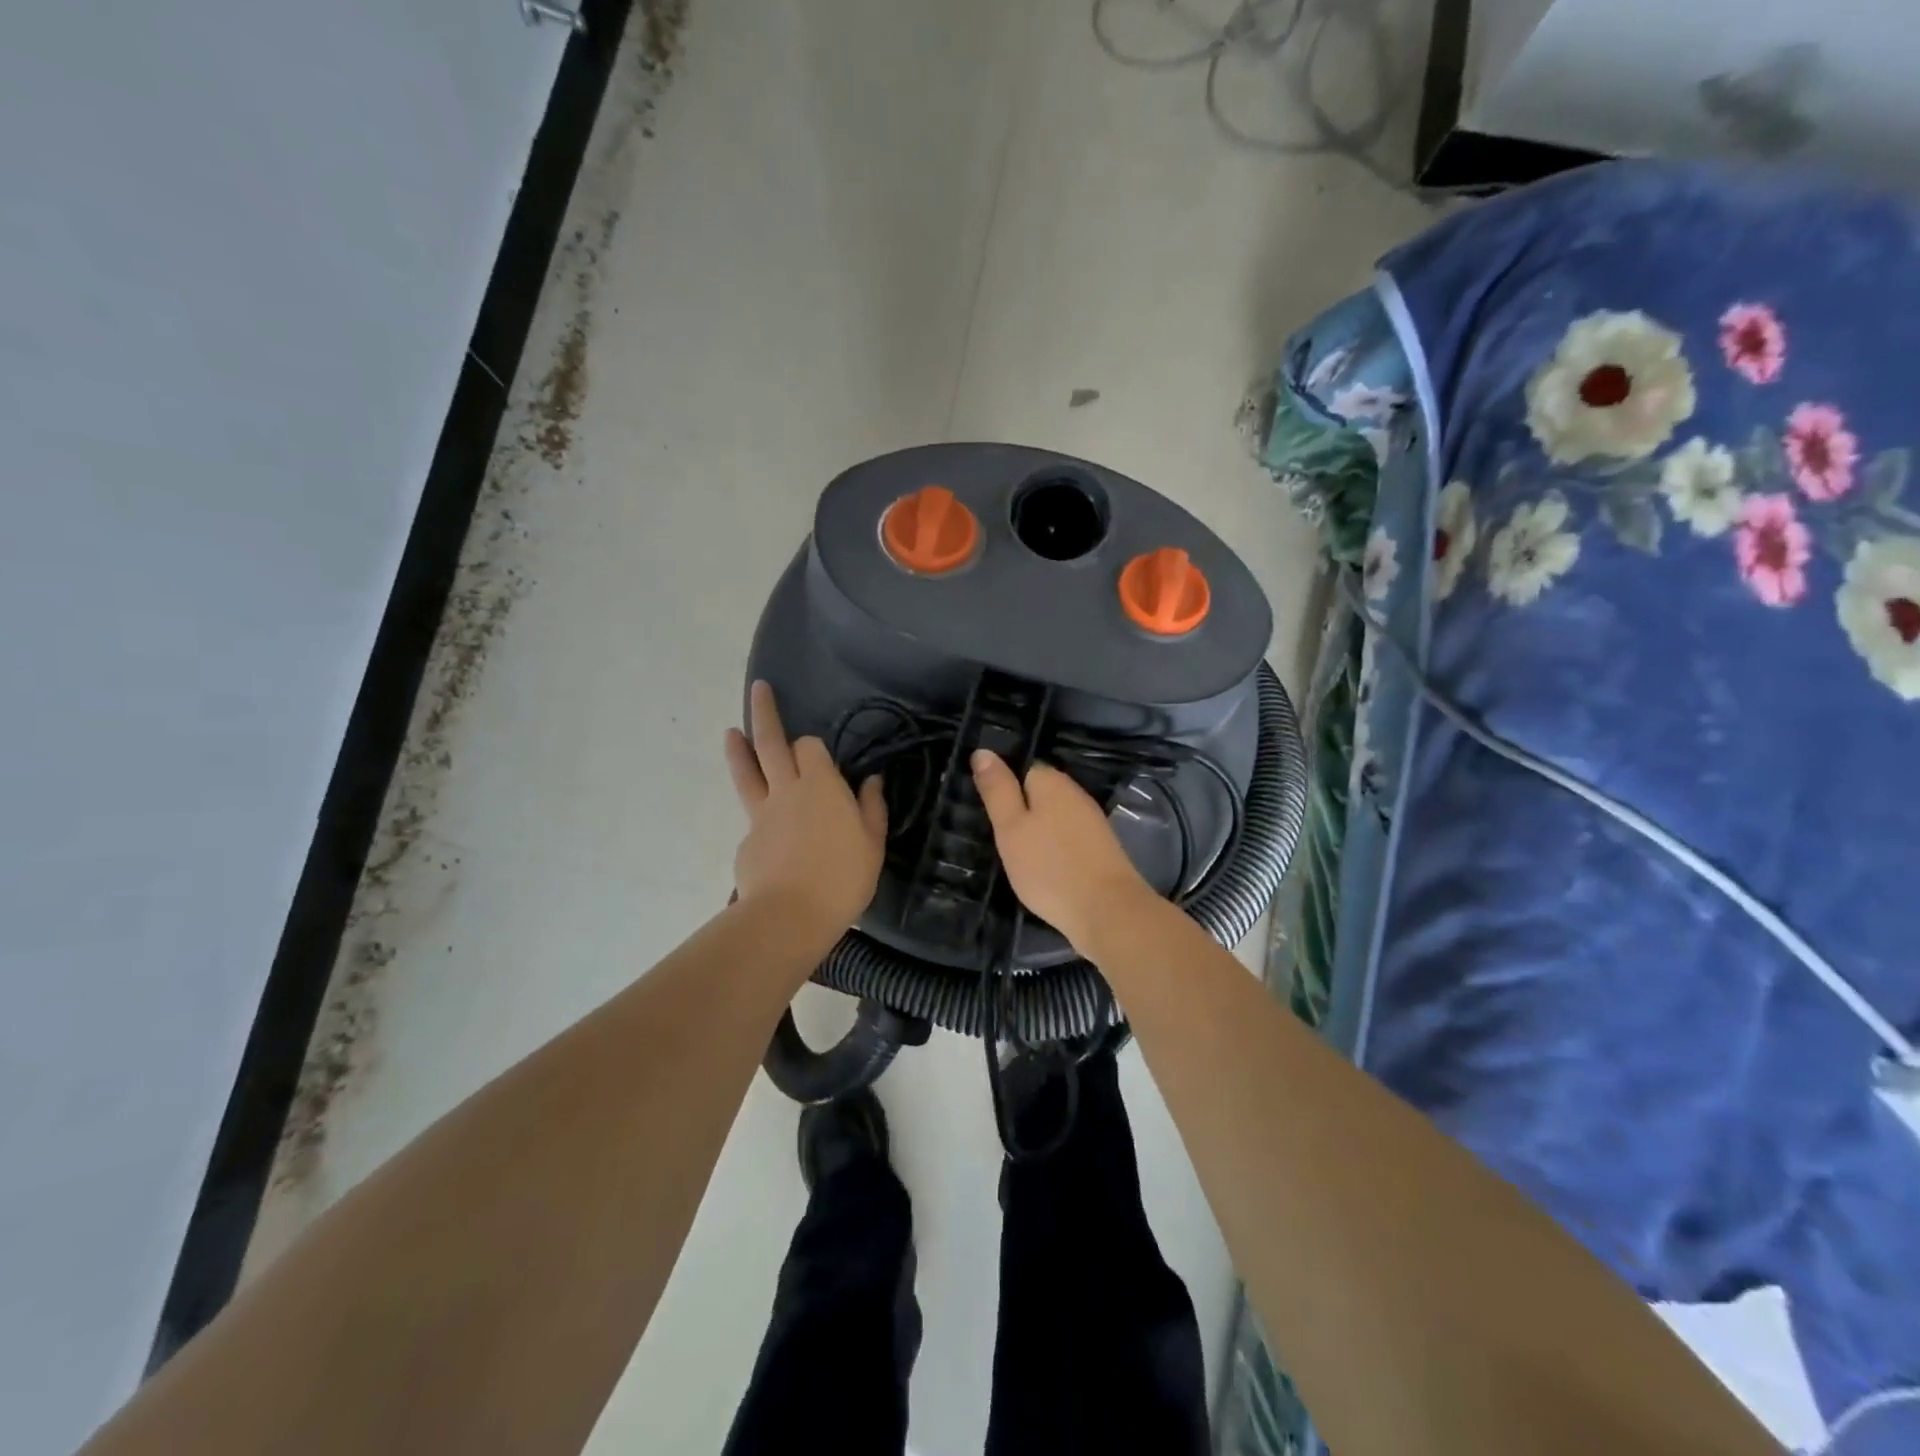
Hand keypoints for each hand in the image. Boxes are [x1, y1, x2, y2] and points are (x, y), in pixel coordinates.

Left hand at [725, 681, 887, 940]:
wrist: (791, 915)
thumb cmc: (843, 877)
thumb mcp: (873, 843)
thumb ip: (872, 808)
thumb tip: (872, 781)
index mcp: (821, 784)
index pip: (810, 747)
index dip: (814, 747)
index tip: (821, 758)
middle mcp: (786, 789)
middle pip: (770, 743)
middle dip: (764, 713)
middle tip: (758, 688)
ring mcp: (761, 814)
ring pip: (747, 772)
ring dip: (739, 749)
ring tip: (731, 732)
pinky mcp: (747, 840)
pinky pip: (755, 818)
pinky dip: (761, 817)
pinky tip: (773, 839)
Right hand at [970, 750, 1157, 952]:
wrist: (1107, 911)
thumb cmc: (1049, 868)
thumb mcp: (1011, 828)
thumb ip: (997, 789)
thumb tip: (982, 751)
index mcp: (1052, 781)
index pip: (1021, 767)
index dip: (1002, 786)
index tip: (987, 812)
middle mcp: (1075, 793)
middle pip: (1038, 792)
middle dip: (1019, 809)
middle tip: (997, 837)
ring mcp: (1091, 820)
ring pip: (1053, 815)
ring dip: (1036, 829)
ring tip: (1016, 854)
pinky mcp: (1099, 847)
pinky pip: (1066, 836)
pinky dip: (1053, 847)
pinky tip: (1043, 867)